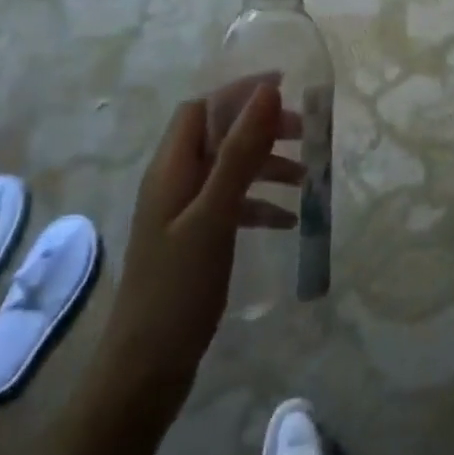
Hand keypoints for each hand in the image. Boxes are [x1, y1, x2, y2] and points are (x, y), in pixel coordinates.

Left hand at [106, 78, 302, 411]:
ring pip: (229, 171)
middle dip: (261, 129)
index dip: (240, 93)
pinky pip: (231, 206)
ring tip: (307, 180)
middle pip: (219, 136)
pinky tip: (288, 222)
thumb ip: (240, 153)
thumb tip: (266, 94)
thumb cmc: (179, 285)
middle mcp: (173, 183)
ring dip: (266, 167)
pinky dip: (260, 204)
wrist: (146, 366)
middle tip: (307, 135)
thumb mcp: (215, 214)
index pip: (202, 108)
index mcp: (170, 169)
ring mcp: (182, 214)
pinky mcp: (194, 241)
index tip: (287, 88)